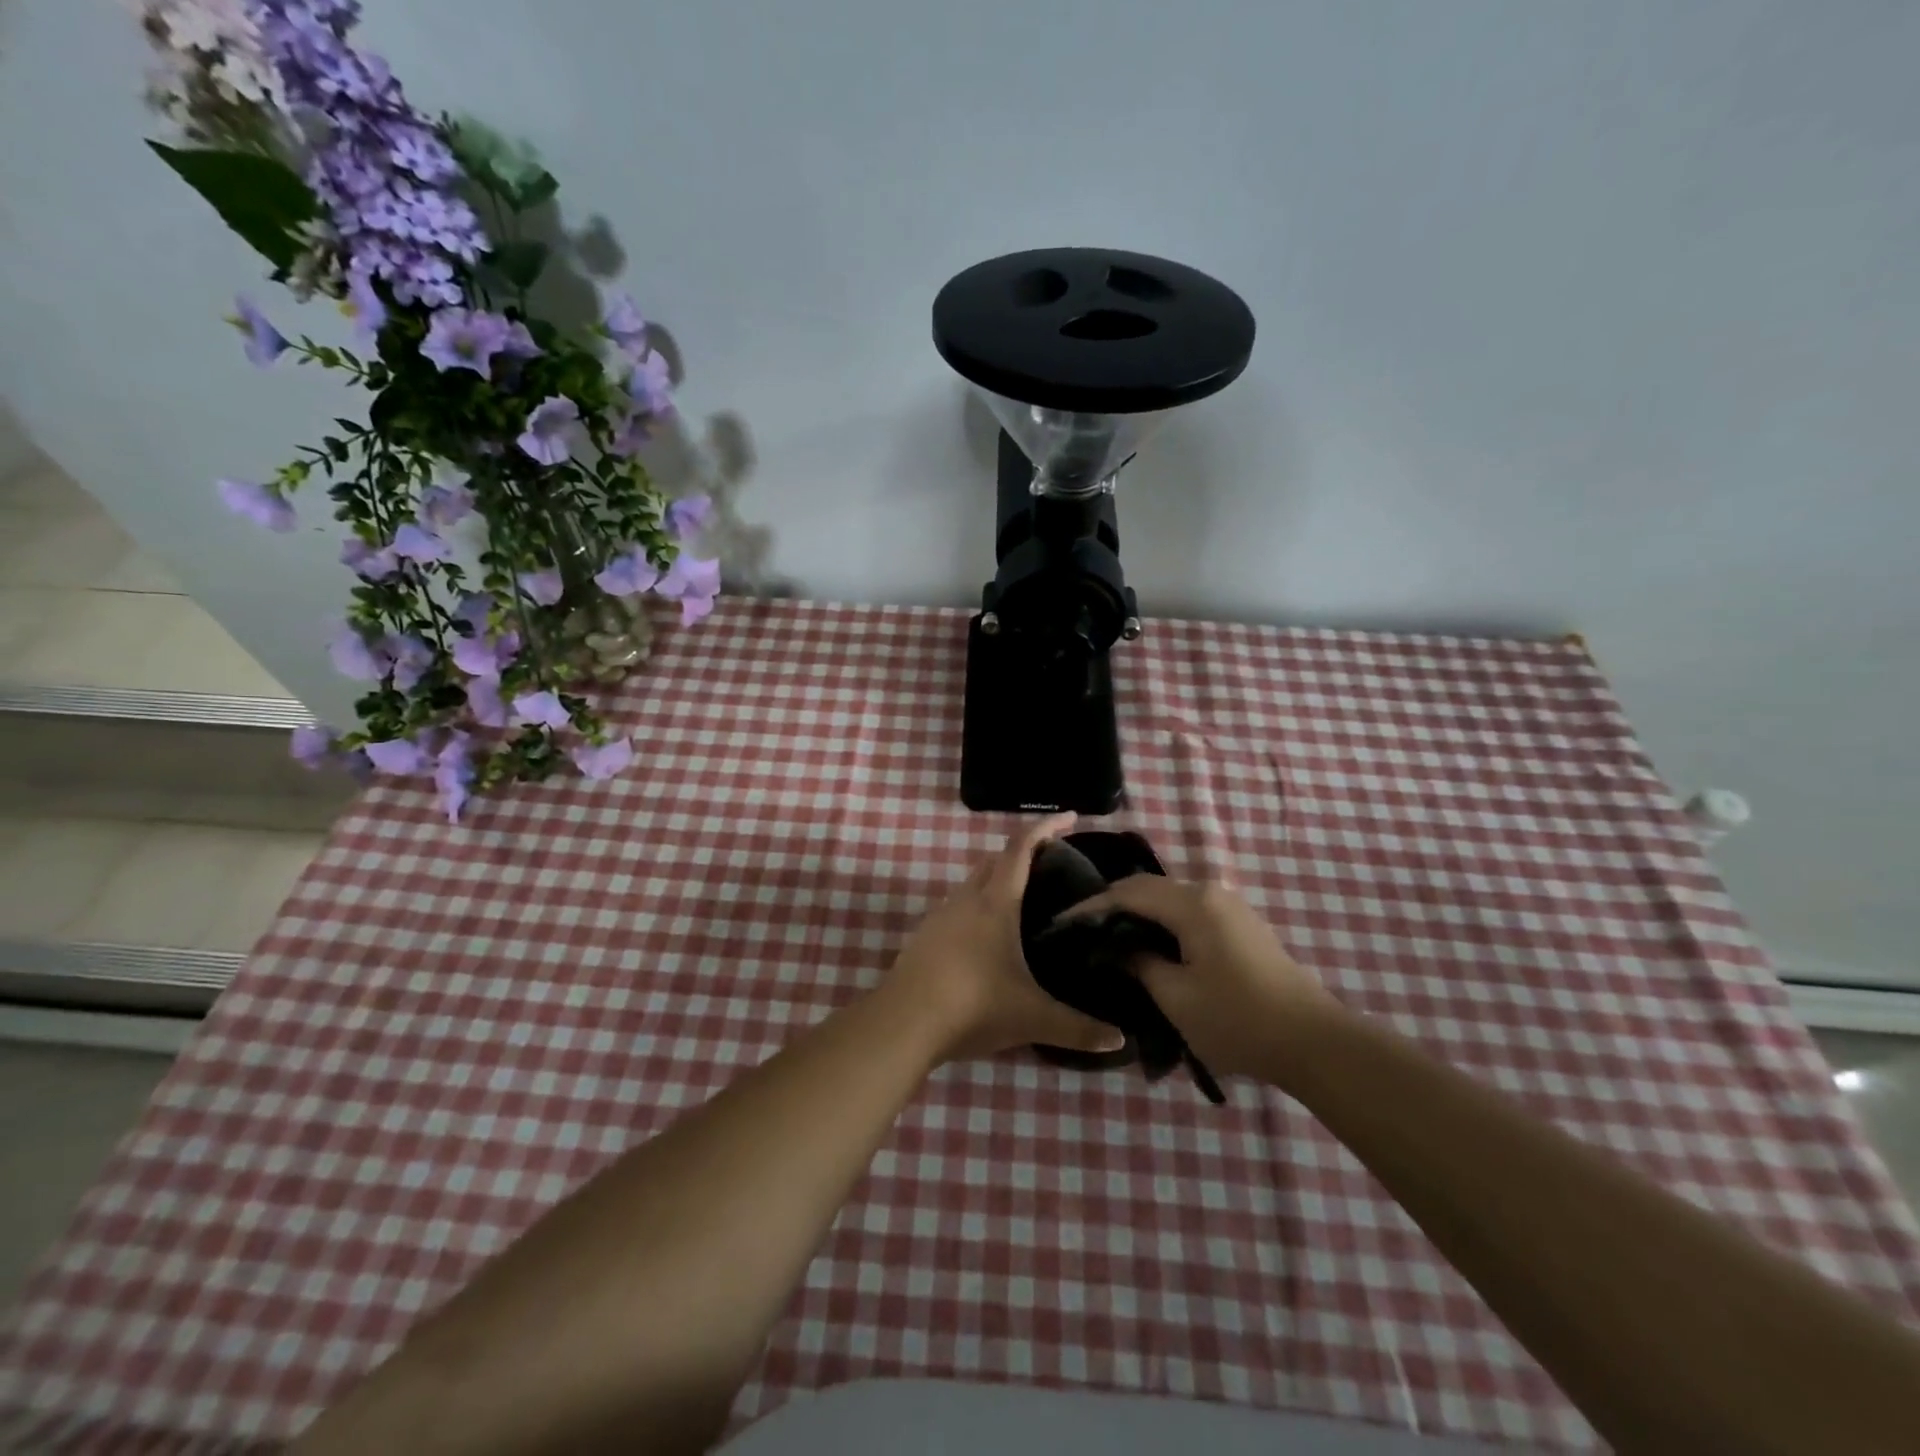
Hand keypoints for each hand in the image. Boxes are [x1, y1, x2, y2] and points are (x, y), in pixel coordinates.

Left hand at [886, 814, 1127, 1063]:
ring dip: (997, 881)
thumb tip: (1120, 1040)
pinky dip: (978, 907)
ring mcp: (940, 916)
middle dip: (1022, 853)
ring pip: (973, 884)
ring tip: (1024, 902)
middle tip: (1052, 864)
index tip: (1069, 817)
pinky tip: (988, 939)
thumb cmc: (973, 1007)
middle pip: (995, 860)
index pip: (1021, 848)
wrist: (903, 1024)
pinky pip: (957, 908)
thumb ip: (1078, 1028)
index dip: (1046, 827)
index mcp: (995, 903)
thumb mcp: (1033, 1018)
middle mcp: (966, 900)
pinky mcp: (924, 937)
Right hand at [1066, 875, 1340, 1081]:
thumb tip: (1117, 948)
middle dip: (1112, 905)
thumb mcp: (1176, 997)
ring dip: (1138, 912)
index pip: (1128, 892)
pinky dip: (1162, 921)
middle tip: (1081, 930)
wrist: (1314, 1042)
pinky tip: (1149, 943)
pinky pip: (1189, 910)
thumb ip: (1139, 963)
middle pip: (1149, 887)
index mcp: (1192, 903)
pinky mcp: (1241, 924)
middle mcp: (1210, 892)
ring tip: (1109, 936)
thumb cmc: (1238, 1020)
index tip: (1061, 923)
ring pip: (1170, 898)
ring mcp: (1230, 906)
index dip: (1091, 906)